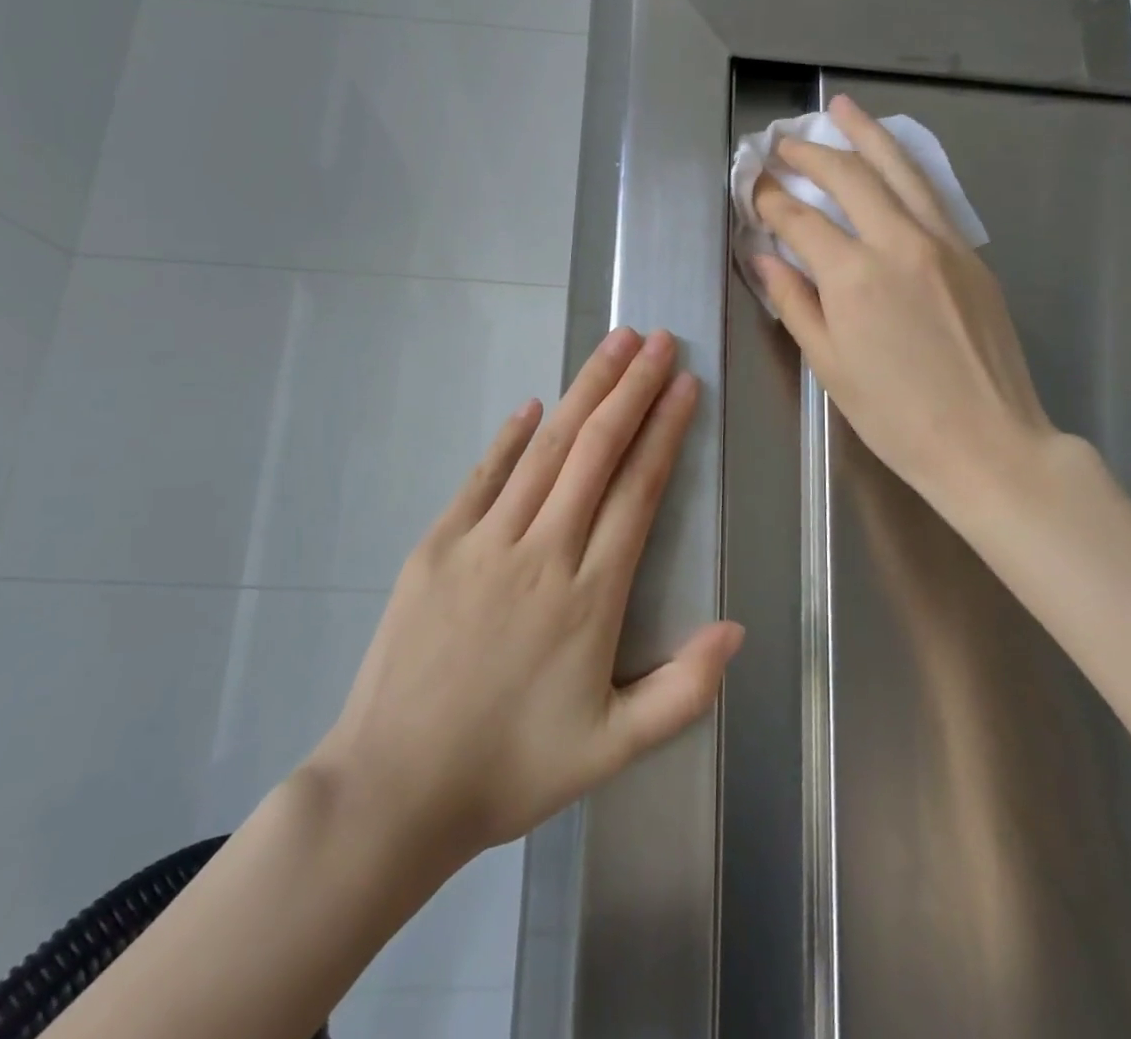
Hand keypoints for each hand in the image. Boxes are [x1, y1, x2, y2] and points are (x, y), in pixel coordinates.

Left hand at [311, 328, 743, 863]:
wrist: (393, 790)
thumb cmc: (511, 769)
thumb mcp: (612, 749)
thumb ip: (683, 691)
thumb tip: (737, 628)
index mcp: (589, 596)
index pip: (638, 489)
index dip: (665, 430)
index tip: (685, 384)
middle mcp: (540, 552)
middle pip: (595, 450)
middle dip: (632, 388)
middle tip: (657, 340)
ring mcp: (482, 543)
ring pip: (545, 449)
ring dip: (582, 392)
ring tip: (612, 346)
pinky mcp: (436, 545)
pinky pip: (482, 477)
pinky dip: (510, 437)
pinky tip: (533, 404)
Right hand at [752, 95, 1063, 518]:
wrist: (987, 442)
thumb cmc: (895, 416)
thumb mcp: (829, 366)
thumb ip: (794, 303)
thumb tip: (764, 257)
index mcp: (854, 277)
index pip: (800, 219)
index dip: (770, 198)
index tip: (753, 184)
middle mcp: (899, 243)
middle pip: (850, 176)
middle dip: (811, 152)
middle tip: (784, 141)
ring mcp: (943, 242)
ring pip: (900, 170)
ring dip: (866, 134)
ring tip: (841, 108)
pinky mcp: (971, 254)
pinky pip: (931, 194)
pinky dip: (905, 166)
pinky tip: (892, 157)